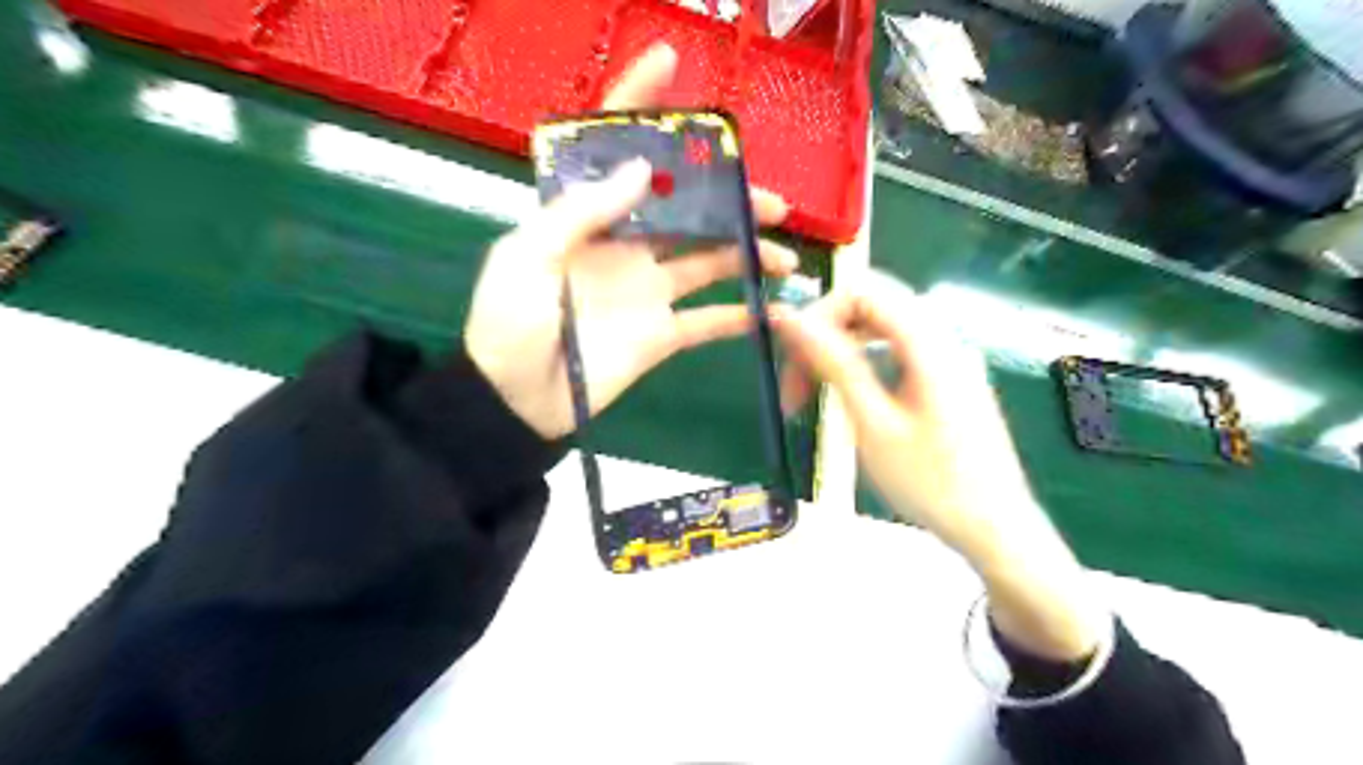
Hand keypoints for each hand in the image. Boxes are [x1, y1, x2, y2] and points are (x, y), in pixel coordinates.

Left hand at [467, 47, 801, 439]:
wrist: (516, 400)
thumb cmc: (509, 323)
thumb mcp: (527, 257)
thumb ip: (581, 212)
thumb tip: (640, 167)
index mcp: (585, 218)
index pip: (613, 150)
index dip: (638, 107)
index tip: (669, 64)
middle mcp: (625, 245)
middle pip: (684, 209)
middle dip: (727, 198)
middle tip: (769, 199)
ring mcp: (647, 290)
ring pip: (707, 260)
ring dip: (747, 253)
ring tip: (785, 253)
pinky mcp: (661, 334)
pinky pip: (707, 321)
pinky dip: (739, 316)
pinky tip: (772, 309)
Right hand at [772, 271, 1098, 660]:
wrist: (994, 529)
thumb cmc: (932, 482)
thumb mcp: (873, 422)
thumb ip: (833, 362)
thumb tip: (790, 318)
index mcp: (928, 341)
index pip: (862, 291)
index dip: (817, 314)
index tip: (786, 355)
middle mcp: (941, 337)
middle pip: (870, 307)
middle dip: (824, 336)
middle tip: (794, 383)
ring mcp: (947, 358)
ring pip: (879, 331)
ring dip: (839, 354)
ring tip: (811, 397)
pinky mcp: (946, 379)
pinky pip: (895, 353)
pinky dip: (862, 367)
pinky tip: (848, 400)